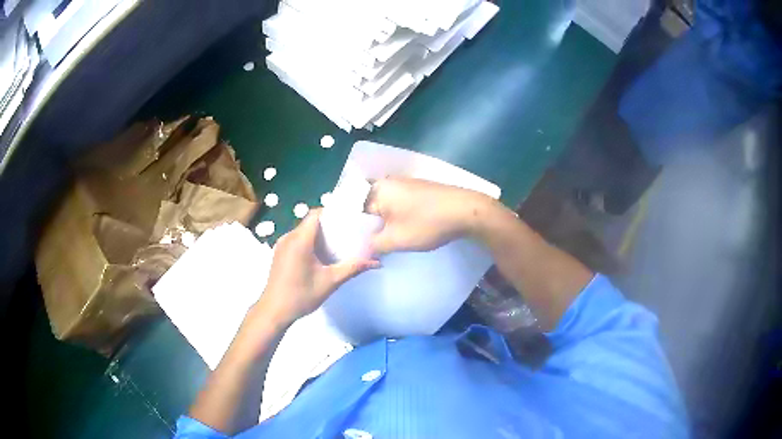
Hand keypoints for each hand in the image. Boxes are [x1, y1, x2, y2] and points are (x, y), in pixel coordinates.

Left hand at [257, 209, 378, 325]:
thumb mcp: (330, 282)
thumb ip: (353, 268)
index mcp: (300, 240)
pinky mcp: (279, 253)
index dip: (332, 212)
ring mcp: (282, 245)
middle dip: (329, 224)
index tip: (348, 218)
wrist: (274, 311)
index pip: (316, 214)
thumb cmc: (301, 295)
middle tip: (347, 232)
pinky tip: (320, 255)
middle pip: (310, 221)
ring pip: (303, 230)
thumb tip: (377, 262)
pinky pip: (296, 239)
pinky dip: (309, 241)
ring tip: (337, 243)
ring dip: (319, 234)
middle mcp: (289, 237)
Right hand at [365, 177, 494, 254]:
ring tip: (384, 242)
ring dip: (384, 223)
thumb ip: (373, 245)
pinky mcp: (420, 189)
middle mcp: (389, 182)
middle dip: (370, 226)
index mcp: (378, 189)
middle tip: (369, 246)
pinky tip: (403, 231)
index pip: (355, 211)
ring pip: (386, 206)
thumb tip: (363, 249)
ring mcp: (406, 184)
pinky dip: (398, 217)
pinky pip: (400, 204)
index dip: (354, 229)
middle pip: (371, 207)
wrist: (466, 211)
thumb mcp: (395, 240)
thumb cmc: (426, 223)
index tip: (355, 245)